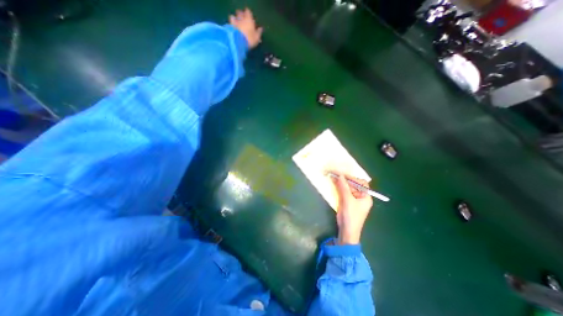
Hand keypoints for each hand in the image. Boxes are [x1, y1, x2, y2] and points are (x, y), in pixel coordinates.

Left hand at [228, 8, 263, 47]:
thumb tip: (260, 29)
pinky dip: (231, 24)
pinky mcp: (229, 26)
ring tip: (237, 24)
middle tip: (243, 21)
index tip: (250, 19)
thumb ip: (258, 32)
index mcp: (248, 19)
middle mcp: (241, 18)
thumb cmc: (249, 39)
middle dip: (241, 16)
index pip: (248, 12)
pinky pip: (230, 23)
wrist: (238, 42)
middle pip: (240, 13)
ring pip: (234, 16)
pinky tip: (233, 28)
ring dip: (235, 19)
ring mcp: (234, 21)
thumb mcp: (257, 38)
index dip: (249, 14)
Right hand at [331, 172, 372, 243]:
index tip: (343, 175)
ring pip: (347, 187)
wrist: (346, 230)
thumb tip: (340, 175)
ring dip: (340, 183)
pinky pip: (343, 191)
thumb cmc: (351, 216)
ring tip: (333, 177)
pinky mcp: (346, 201)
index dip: (353, 178)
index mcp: (365, 196)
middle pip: (353, 185)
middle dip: (345, 180)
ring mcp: (353, 198)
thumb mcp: (348, 200)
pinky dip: (338, 187)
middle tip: (336, 174)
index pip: (361, 183)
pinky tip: (333, 183)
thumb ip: (344, 187)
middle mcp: (360, 196)